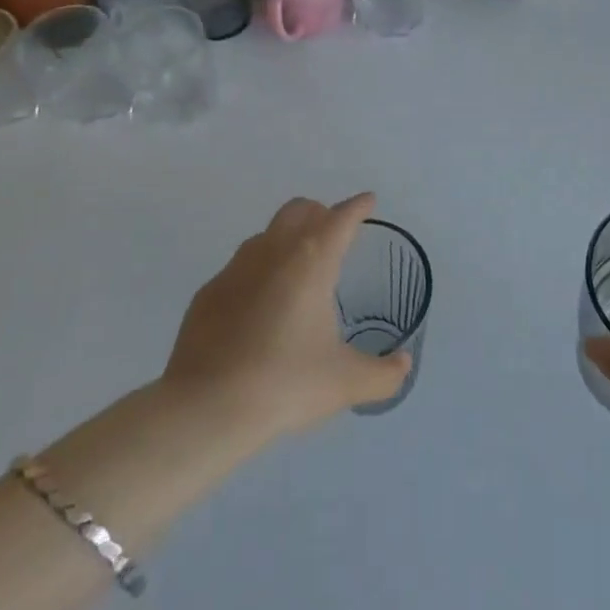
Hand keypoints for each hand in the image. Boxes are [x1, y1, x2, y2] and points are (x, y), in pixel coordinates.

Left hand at [161, 193, 410, 443]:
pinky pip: (238, 269)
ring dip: (285, 240)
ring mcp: (234, 270)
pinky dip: (256, 274)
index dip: (357, 207)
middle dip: (319, 212)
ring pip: (265, 236)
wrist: (207, 408)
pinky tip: (258, 307)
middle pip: (298, 211)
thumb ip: (383, 374)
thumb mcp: (346, 383)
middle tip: (332, 231)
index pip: (340, 219)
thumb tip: (403, 364)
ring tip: (297, 269)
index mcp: (312, 261)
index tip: (368, 201)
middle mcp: (273, 253)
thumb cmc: (286, 384)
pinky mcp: (208, 294)